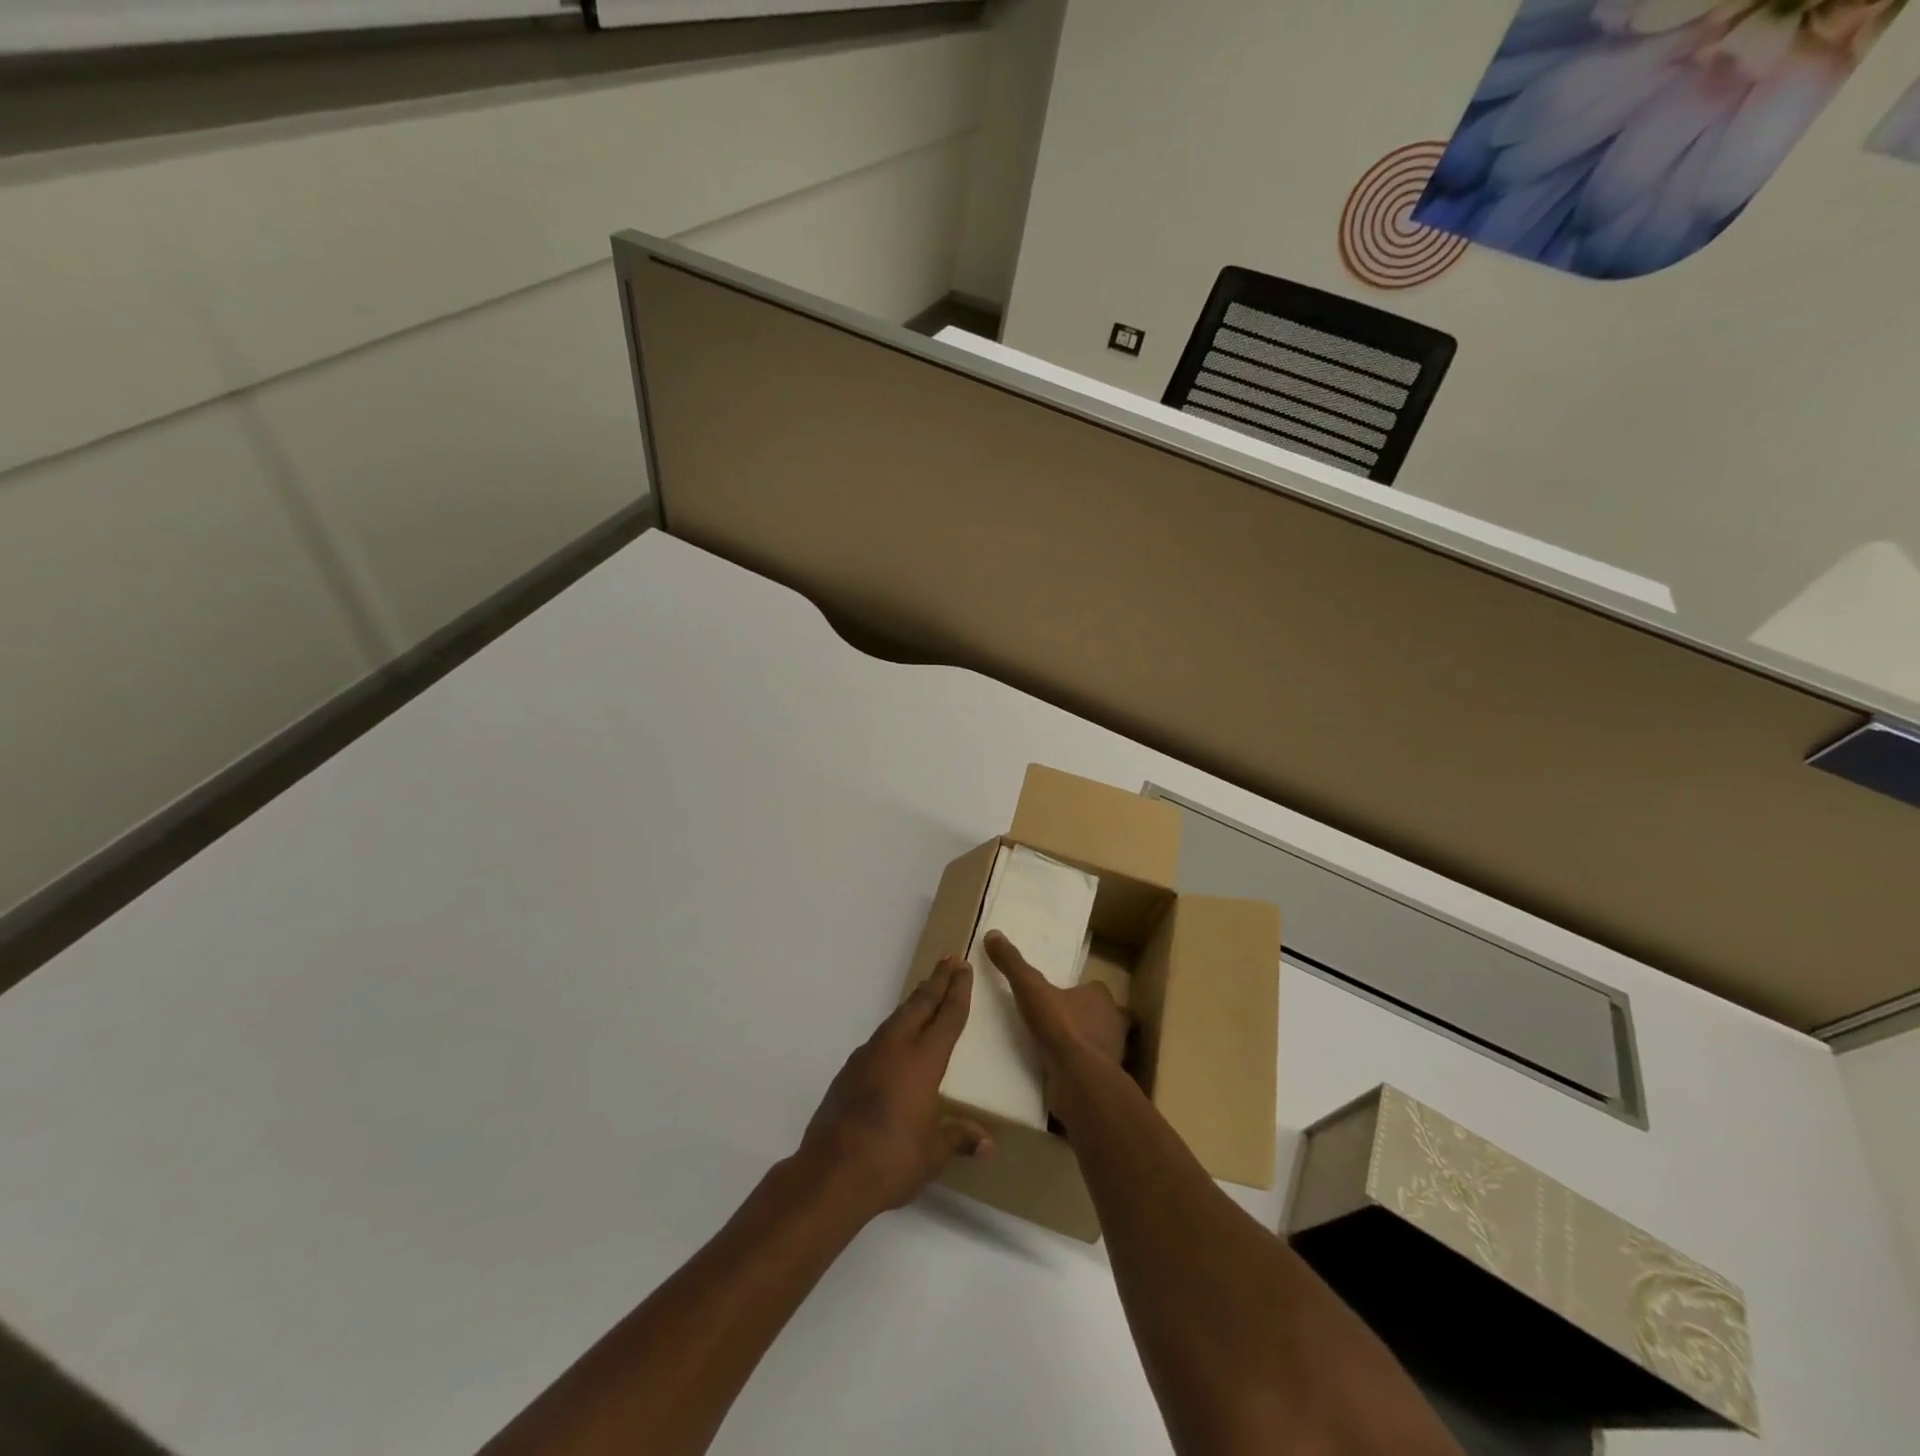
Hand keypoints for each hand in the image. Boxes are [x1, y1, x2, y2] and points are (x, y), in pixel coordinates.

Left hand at [800, 955, 992, 1215]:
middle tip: (949, 960)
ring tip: (925, 991)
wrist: (830, 1173)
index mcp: (923, 1061)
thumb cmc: (891, 1160)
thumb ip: (959, 1138)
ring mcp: (868, 1057)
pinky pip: (880, 1037)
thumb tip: (988, 1143)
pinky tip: (895, 1037)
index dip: (958, 991)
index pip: (947, 1017)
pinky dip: (894, 1026)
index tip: (963, 967)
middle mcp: (896, 1048)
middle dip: (937, 981)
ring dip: (914, 1002)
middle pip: (920, 1005)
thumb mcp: (933, 1153)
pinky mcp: (849, 1071)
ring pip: (897, 1017)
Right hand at [984, 930, 1129, 1126]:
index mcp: (1101, 996)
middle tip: (1055, 1022)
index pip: (1093, 989)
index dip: (1078, 991)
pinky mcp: (1105, 1079)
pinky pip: (1091, 1069)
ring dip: (1081, 1044)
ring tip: (1053, 1048)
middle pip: (1099, 1015)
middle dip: (1082, 1018)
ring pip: (1098, 1043)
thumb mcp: (1029, 988)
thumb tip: (992, 934)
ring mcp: (1113, 1053)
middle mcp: (1114, 1022)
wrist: (1079, 1079)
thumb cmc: (1060, 1026)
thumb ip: (1012, 963)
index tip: (1058, 996)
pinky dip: (1079, 1069)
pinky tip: (1059, 1071)